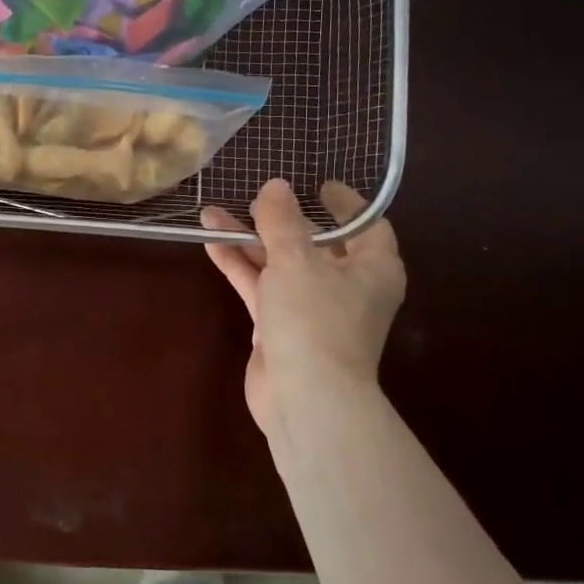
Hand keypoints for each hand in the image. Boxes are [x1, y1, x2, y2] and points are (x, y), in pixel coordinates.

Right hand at [201, 179, 405, 437]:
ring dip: (249, 241)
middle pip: (315, 245)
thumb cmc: (316, 319)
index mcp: (373, 269)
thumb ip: (282, 221)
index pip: (366, 226)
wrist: (305, 398)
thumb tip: (275, 186)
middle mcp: (346, 287)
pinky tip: (211, 242)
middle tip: (257, 196)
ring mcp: (311, 310)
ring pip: (280, 265)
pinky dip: (239, 266)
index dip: (345, 204)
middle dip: (282, 221)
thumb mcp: (297, 260)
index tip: (320, 185)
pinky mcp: (280, 328)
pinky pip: (260, 287)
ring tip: (213, 213)